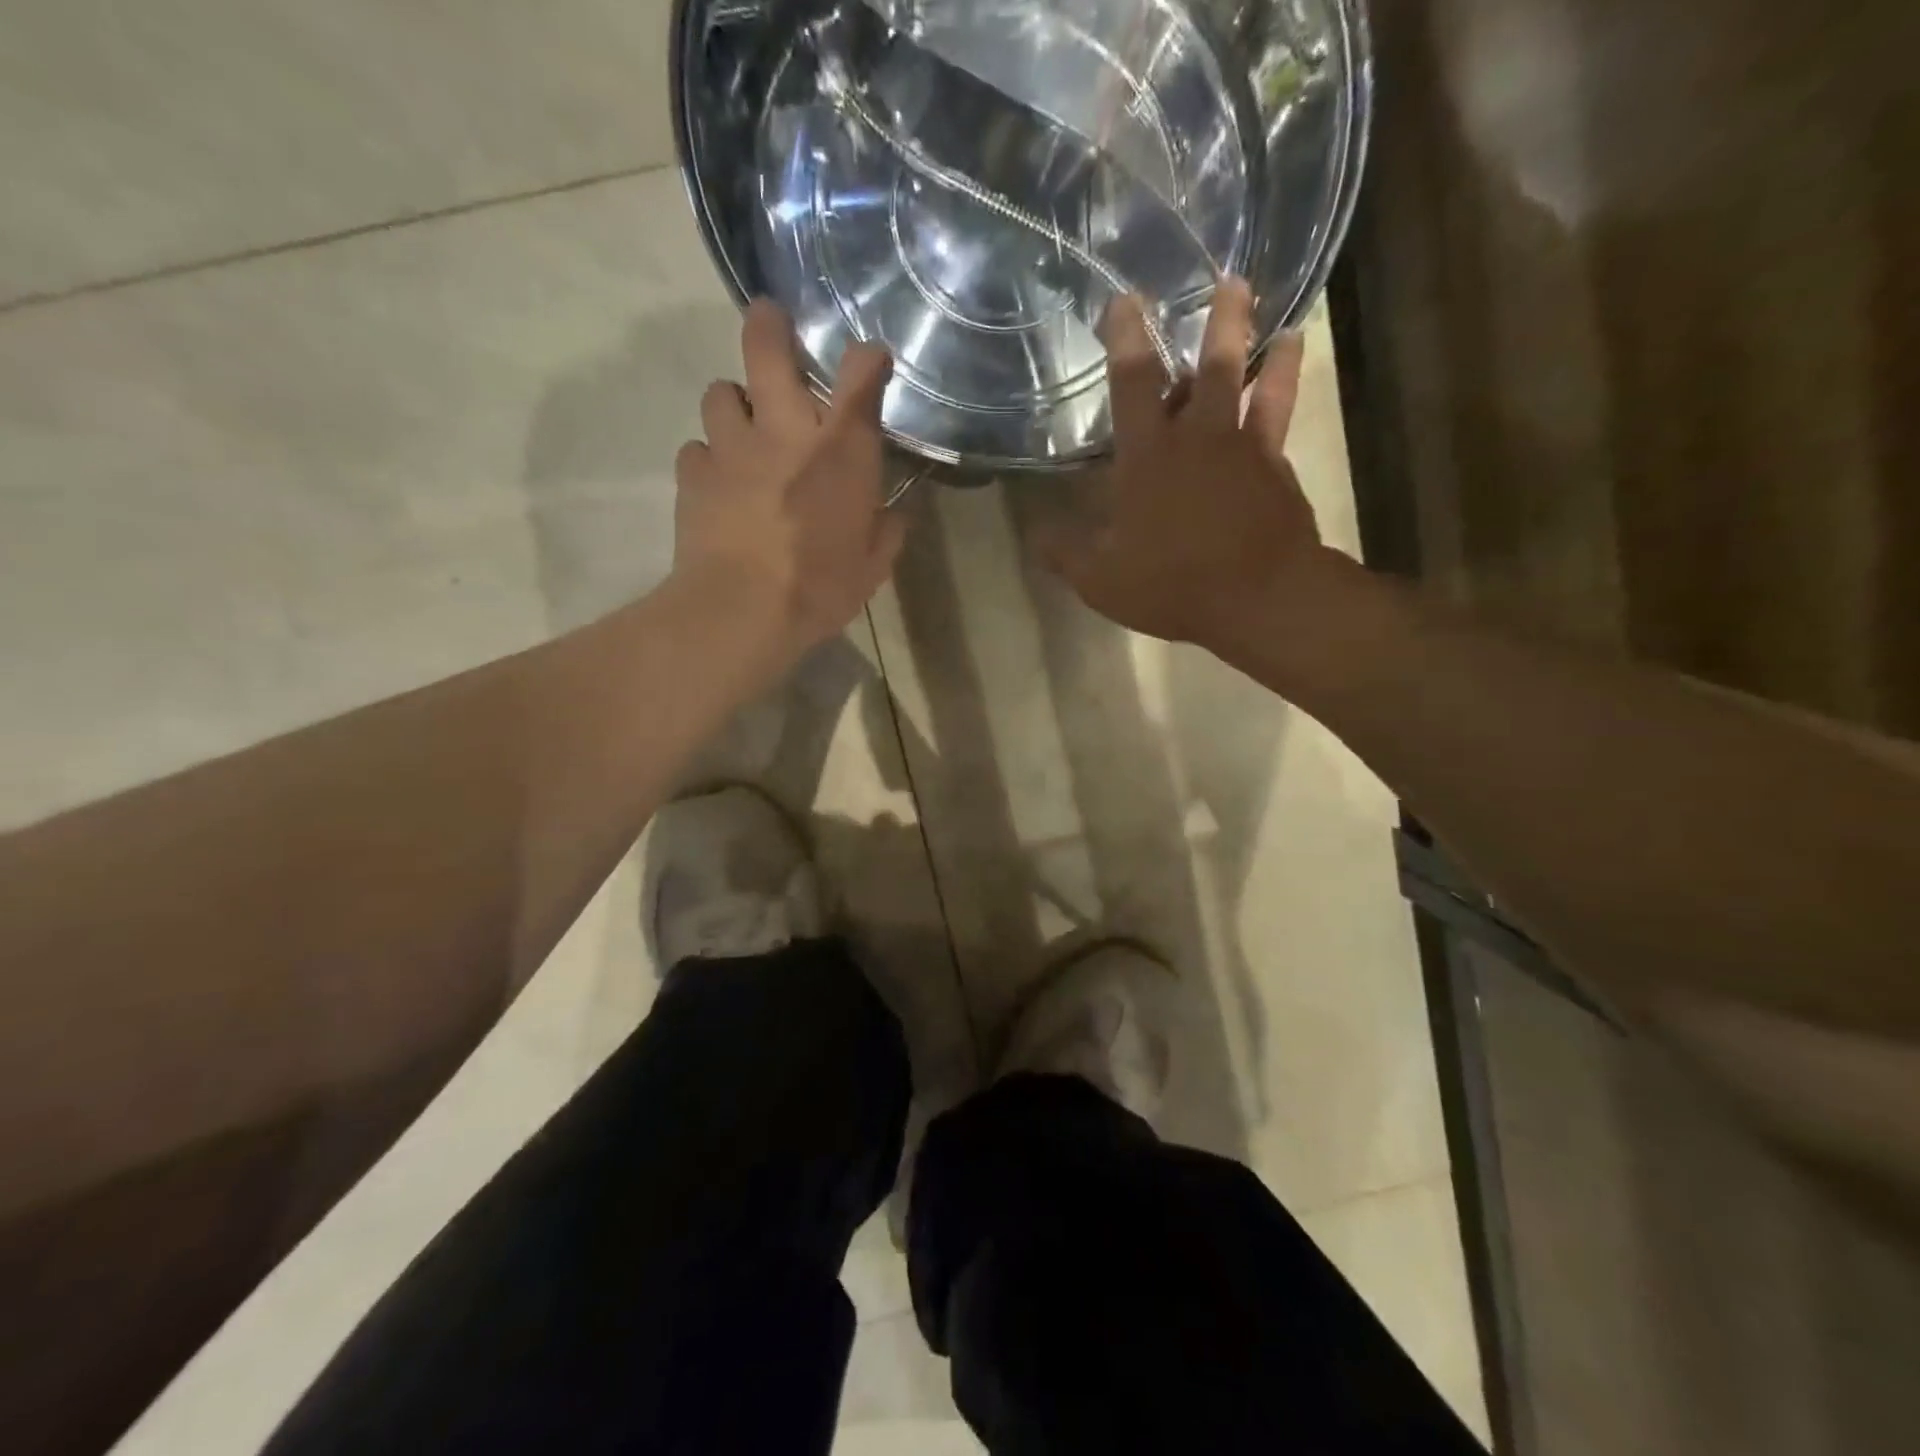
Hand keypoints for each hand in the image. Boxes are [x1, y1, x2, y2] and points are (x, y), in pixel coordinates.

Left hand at [671, 301, 907, 667]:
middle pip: (767, 346)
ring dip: (734, 403)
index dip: (868, 358)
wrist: (741, 610)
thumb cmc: (820, 587)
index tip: (871, 360)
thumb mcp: (872, 566)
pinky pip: (697, 449)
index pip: (861, 375)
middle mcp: (784, 429)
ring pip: (720, 391)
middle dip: (769, 325)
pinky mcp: (693, 472)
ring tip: (743, 429)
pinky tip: (719, 483)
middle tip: (771, 324)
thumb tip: (894, 514)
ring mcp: (732, 445)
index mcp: (840, 449)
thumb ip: (887, 531)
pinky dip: (709, 459)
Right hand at [1039, 279, 1335, 653]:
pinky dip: (1287, 384)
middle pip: (1211, 364)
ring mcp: (1245, 449)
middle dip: (1218, 318)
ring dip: (1263, 344)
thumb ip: (1065, 552)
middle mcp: (1199, 437)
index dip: (1126, 336)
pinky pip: (1282, 415)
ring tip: (1278, 318)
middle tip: (1228, 279)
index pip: (1133, 381)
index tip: (1125, 297)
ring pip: (1255, 380)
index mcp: (1149, 455)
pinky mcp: (1277, 469)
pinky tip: (1291, 364)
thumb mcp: (1101, 579)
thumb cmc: (1173, 584)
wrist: (1259, 598)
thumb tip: (1034, 533)